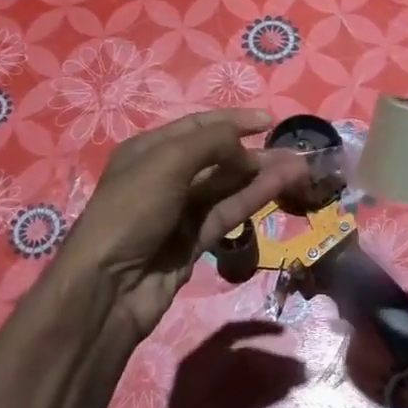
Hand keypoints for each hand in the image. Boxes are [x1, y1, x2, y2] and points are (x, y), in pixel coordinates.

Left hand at [58, 110, 306, 340]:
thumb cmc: (132, 211)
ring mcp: (180, 211)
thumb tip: (244, 147)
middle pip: (217, 157)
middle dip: (254, 152)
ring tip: (299, 168)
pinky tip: (280, 187)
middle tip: (294, 150)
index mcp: (150, 150)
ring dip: (261, 175)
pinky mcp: (194, 241)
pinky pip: (229, 212)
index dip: (233, 121)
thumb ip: (211, 143)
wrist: (109, 286)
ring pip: (228, 186)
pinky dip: (253, 198)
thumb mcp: (167, 162)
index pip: (198, 126)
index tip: (269, 121)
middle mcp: (165, 177)